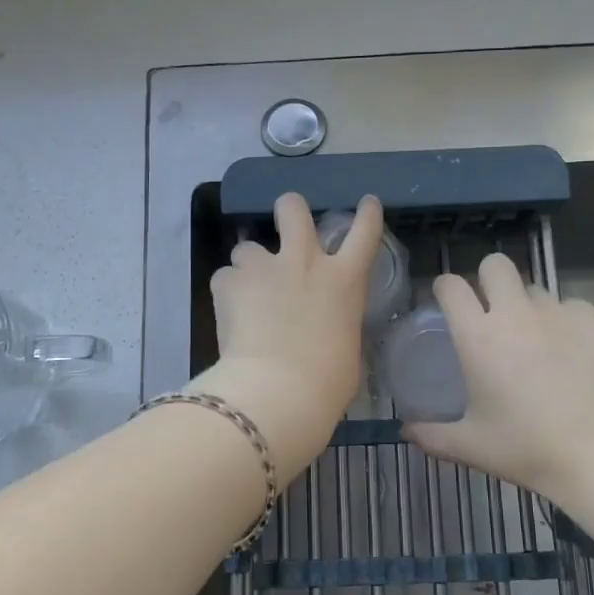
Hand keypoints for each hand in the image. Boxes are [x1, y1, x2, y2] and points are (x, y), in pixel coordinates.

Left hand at [193, 193, 382, 480]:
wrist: (278, 391)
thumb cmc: (327, 382)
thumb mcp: (347, 350)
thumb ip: (336, 326)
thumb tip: (325, 330)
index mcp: (344, 280)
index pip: (364, 232)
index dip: (367, 214)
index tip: (367, 203)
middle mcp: (305, 261)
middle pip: (294, 209)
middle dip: (289, 209)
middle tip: (285, 221)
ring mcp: (264, 267)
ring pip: (248, 246)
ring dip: (249, 264)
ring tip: (247, 291)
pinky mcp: (229, 282)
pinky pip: (225, 277)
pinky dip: (227, 292)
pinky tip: (229, 314)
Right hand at [405, 253, 593, 498]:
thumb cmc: (527, 448)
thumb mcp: (471, 446)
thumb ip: (431, 435)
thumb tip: (404, 431)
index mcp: (478, 335)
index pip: (450, 285)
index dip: (444, 289)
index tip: (446, 304)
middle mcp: (514, 312)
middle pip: (495, 264)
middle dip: (488, 280)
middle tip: (490, 312)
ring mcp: (557, 312)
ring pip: (534, 287)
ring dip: (526, 304)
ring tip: (533, 339)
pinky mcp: (592, 320)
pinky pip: (570, 305)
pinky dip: (565, 320)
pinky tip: (569, 349)